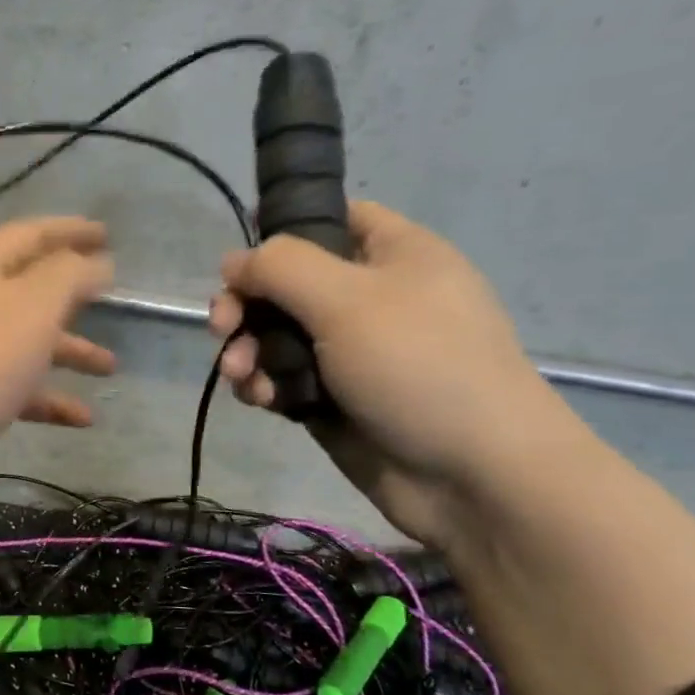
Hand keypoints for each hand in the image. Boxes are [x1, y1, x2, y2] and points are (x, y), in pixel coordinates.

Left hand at [0, 216, 115, 533]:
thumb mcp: (31, 309)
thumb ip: (69, 277)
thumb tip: (95, 261)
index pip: (29, 235)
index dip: (69, 230)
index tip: (108, 234)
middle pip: (25, 290)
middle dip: (70, 294)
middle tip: (112, 296)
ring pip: (22, 343)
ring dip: (66, 350)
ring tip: (109, 367)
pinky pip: (12, 390)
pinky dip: (47, 399)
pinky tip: (82, 419)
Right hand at [210, 201, 574, 547]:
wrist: (473, 476)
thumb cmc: (418, 366)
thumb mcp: (347, 299)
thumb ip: (281, 267)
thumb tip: (234, 262)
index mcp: (393, 255)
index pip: (332, 218)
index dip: (283, 230)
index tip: (241, 260)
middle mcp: (372, 298)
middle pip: (289, 283)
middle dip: (247, 303)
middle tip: (222, 326)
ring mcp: (352, 353)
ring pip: (278, 335)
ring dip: (247, 350)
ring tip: (241, 374)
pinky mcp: (335, 400)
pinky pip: (284, 378)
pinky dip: (264, 385)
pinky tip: (260, 400)